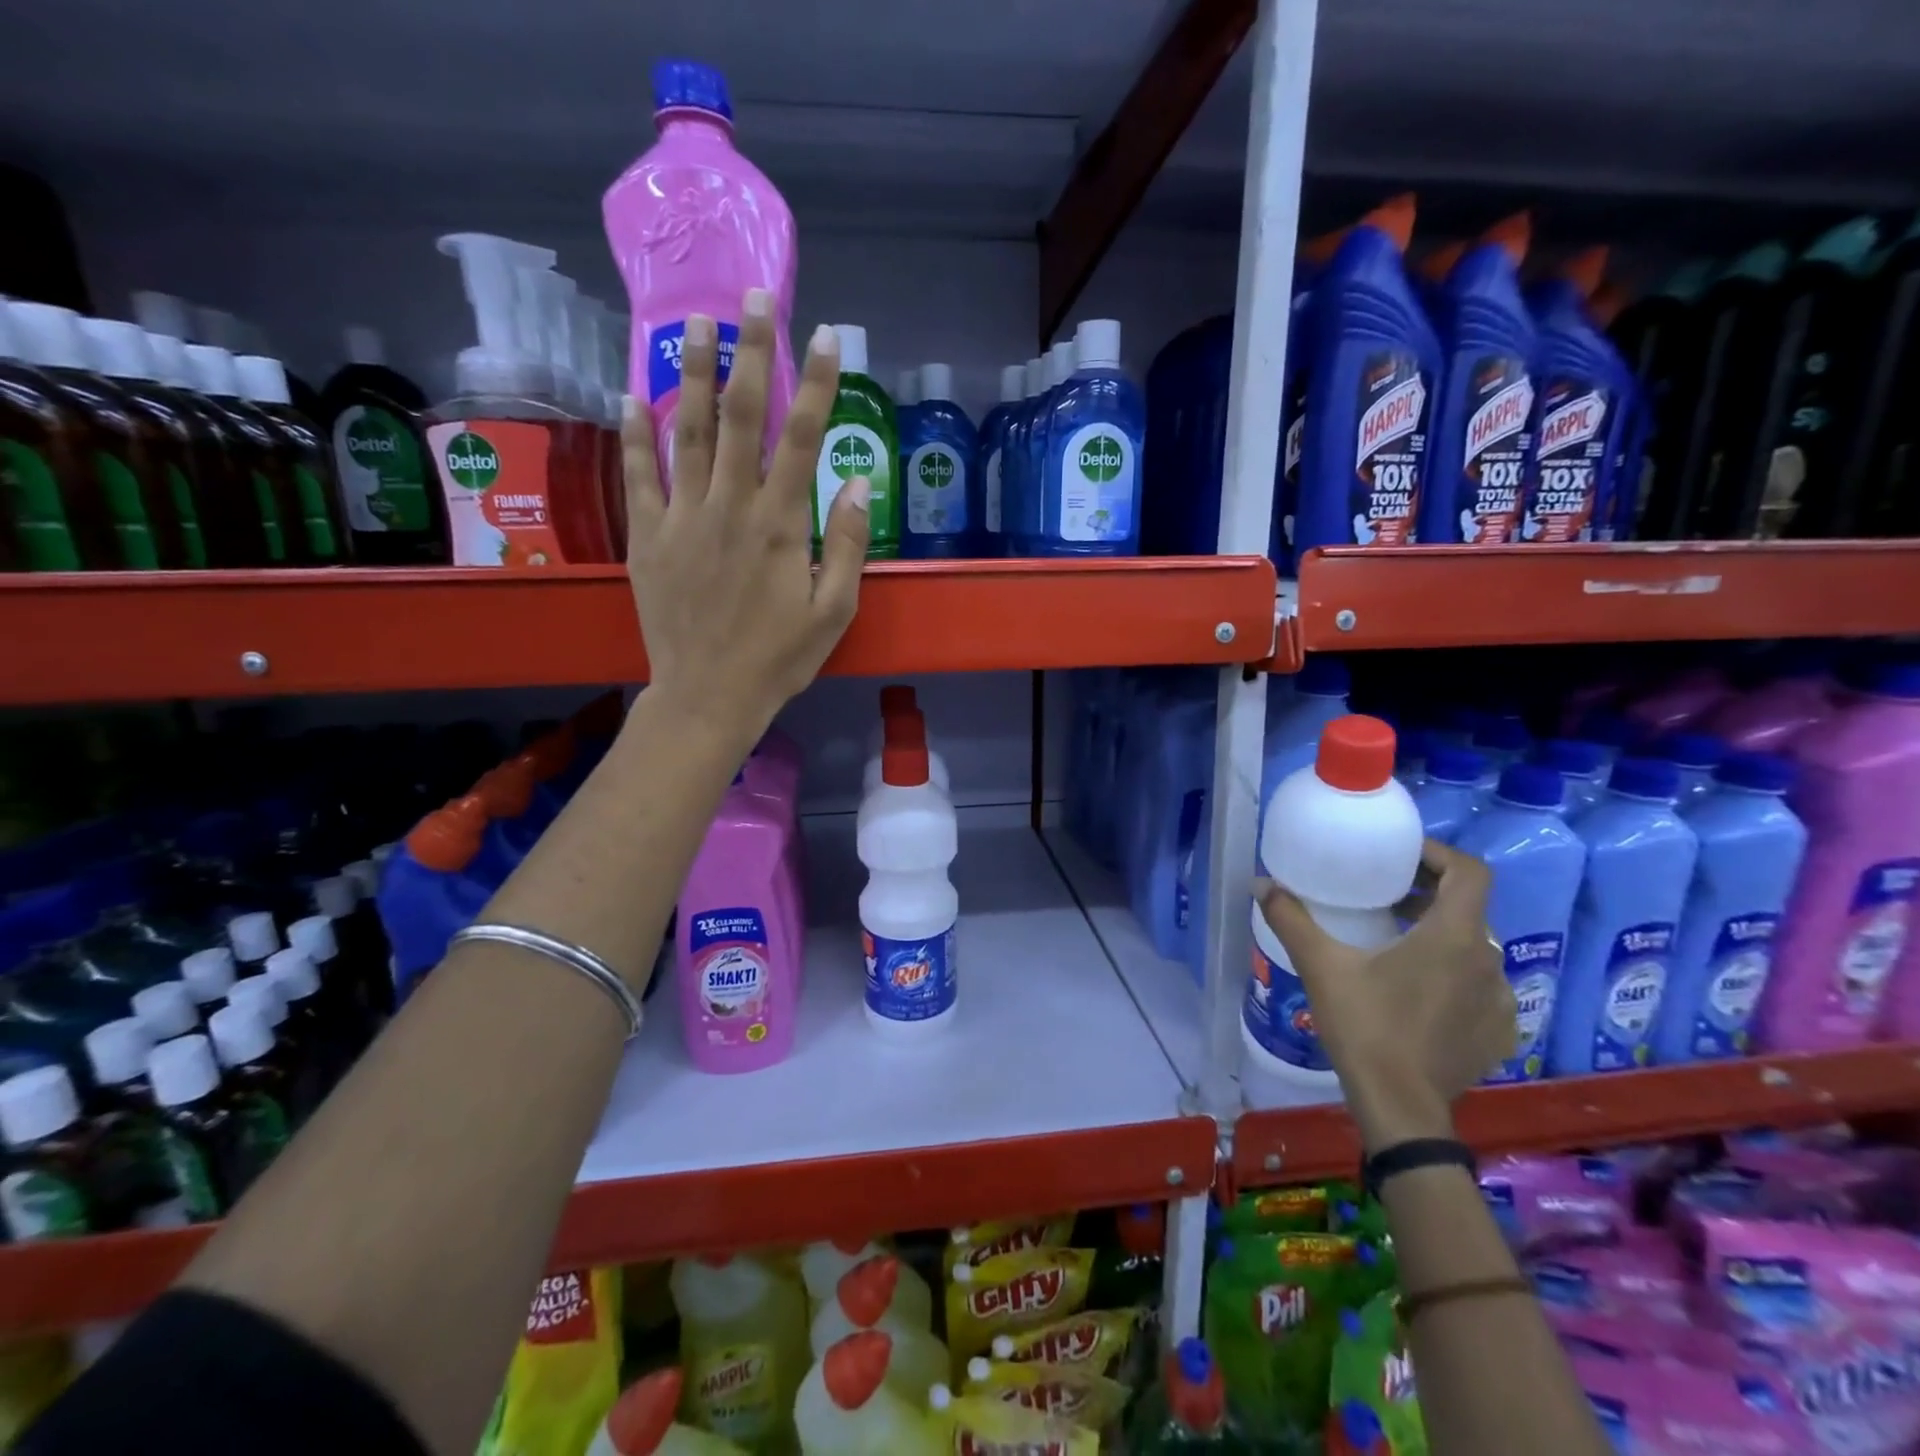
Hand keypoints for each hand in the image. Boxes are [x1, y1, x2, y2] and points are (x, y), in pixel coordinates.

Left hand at [622, 291, 868, 745]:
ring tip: (695, 323)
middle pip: (740, 416)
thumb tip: (853, 482)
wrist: (709, 696)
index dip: (816, 383)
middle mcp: (729, 507)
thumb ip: (844, 544)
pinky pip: (638, 476)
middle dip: (751, 352)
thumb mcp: (833, 611)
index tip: (826, 336)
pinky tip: (631, 396)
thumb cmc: (779, 658)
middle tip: (752, 296)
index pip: (802, 438)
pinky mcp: (648, 538)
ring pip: (685, 432)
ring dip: (691, 373)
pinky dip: (634, 434)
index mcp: (780, 524)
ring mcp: (682, 518)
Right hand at [1257, 840, 1514, 1151]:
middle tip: (1385, 897)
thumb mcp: (1320, 966)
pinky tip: (1419, 993)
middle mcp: (1488, 962)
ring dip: (1441, 937)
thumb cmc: (1366, 1026)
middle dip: (1429, 896)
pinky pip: (1481, 987)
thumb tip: (1262, 883)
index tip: (1402, 858)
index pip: (1469, 872)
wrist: (1400, 1108)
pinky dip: (1455, 976)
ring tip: (1398, 945)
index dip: (1439, 855)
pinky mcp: (1499, 1032)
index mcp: (1454, 937)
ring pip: (1474, 949)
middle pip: (1468, 909)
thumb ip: (1291, 918)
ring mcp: (1499, 1001)